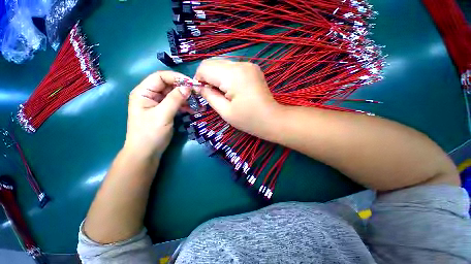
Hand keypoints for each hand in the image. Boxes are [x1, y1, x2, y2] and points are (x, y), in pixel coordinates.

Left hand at [124, 71, 191, 159]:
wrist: (146, 153)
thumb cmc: (150, 133)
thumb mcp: (162, 115)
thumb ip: (175, 99)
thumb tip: (188, 87)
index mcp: (144, 92)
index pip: (160, 77)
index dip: (176, 78)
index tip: (192, 83)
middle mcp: (151, 95)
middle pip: (169, 85)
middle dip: (183, 88)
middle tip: (198, 93)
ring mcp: (159, 104)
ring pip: (174, 95)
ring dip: (186, 98)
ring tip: (198, 103)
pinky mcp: (166, 111)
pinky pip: (177, 104)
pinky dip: (185, 106)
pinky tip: (193, 110)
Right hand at [194, 59, 280, 137]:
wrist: (271, 119)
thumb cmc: (248, 119)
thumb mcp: (225, 111)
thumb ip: (209, 96)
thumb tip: (198, 86)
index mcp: (233, 75)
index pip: (205, 67)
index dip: (199, 79)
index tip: (202, 93)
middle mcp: (241, 64)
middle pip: (213, 63)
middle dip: (208, 78)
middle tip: (212, 94)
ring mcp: (249, 64)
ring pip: (222, 64)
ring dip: (217, 77)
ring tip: (223, 93)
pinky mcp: (252, 68)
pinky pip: (232, 68)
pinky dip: (227, 77)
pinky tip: (232, 89)